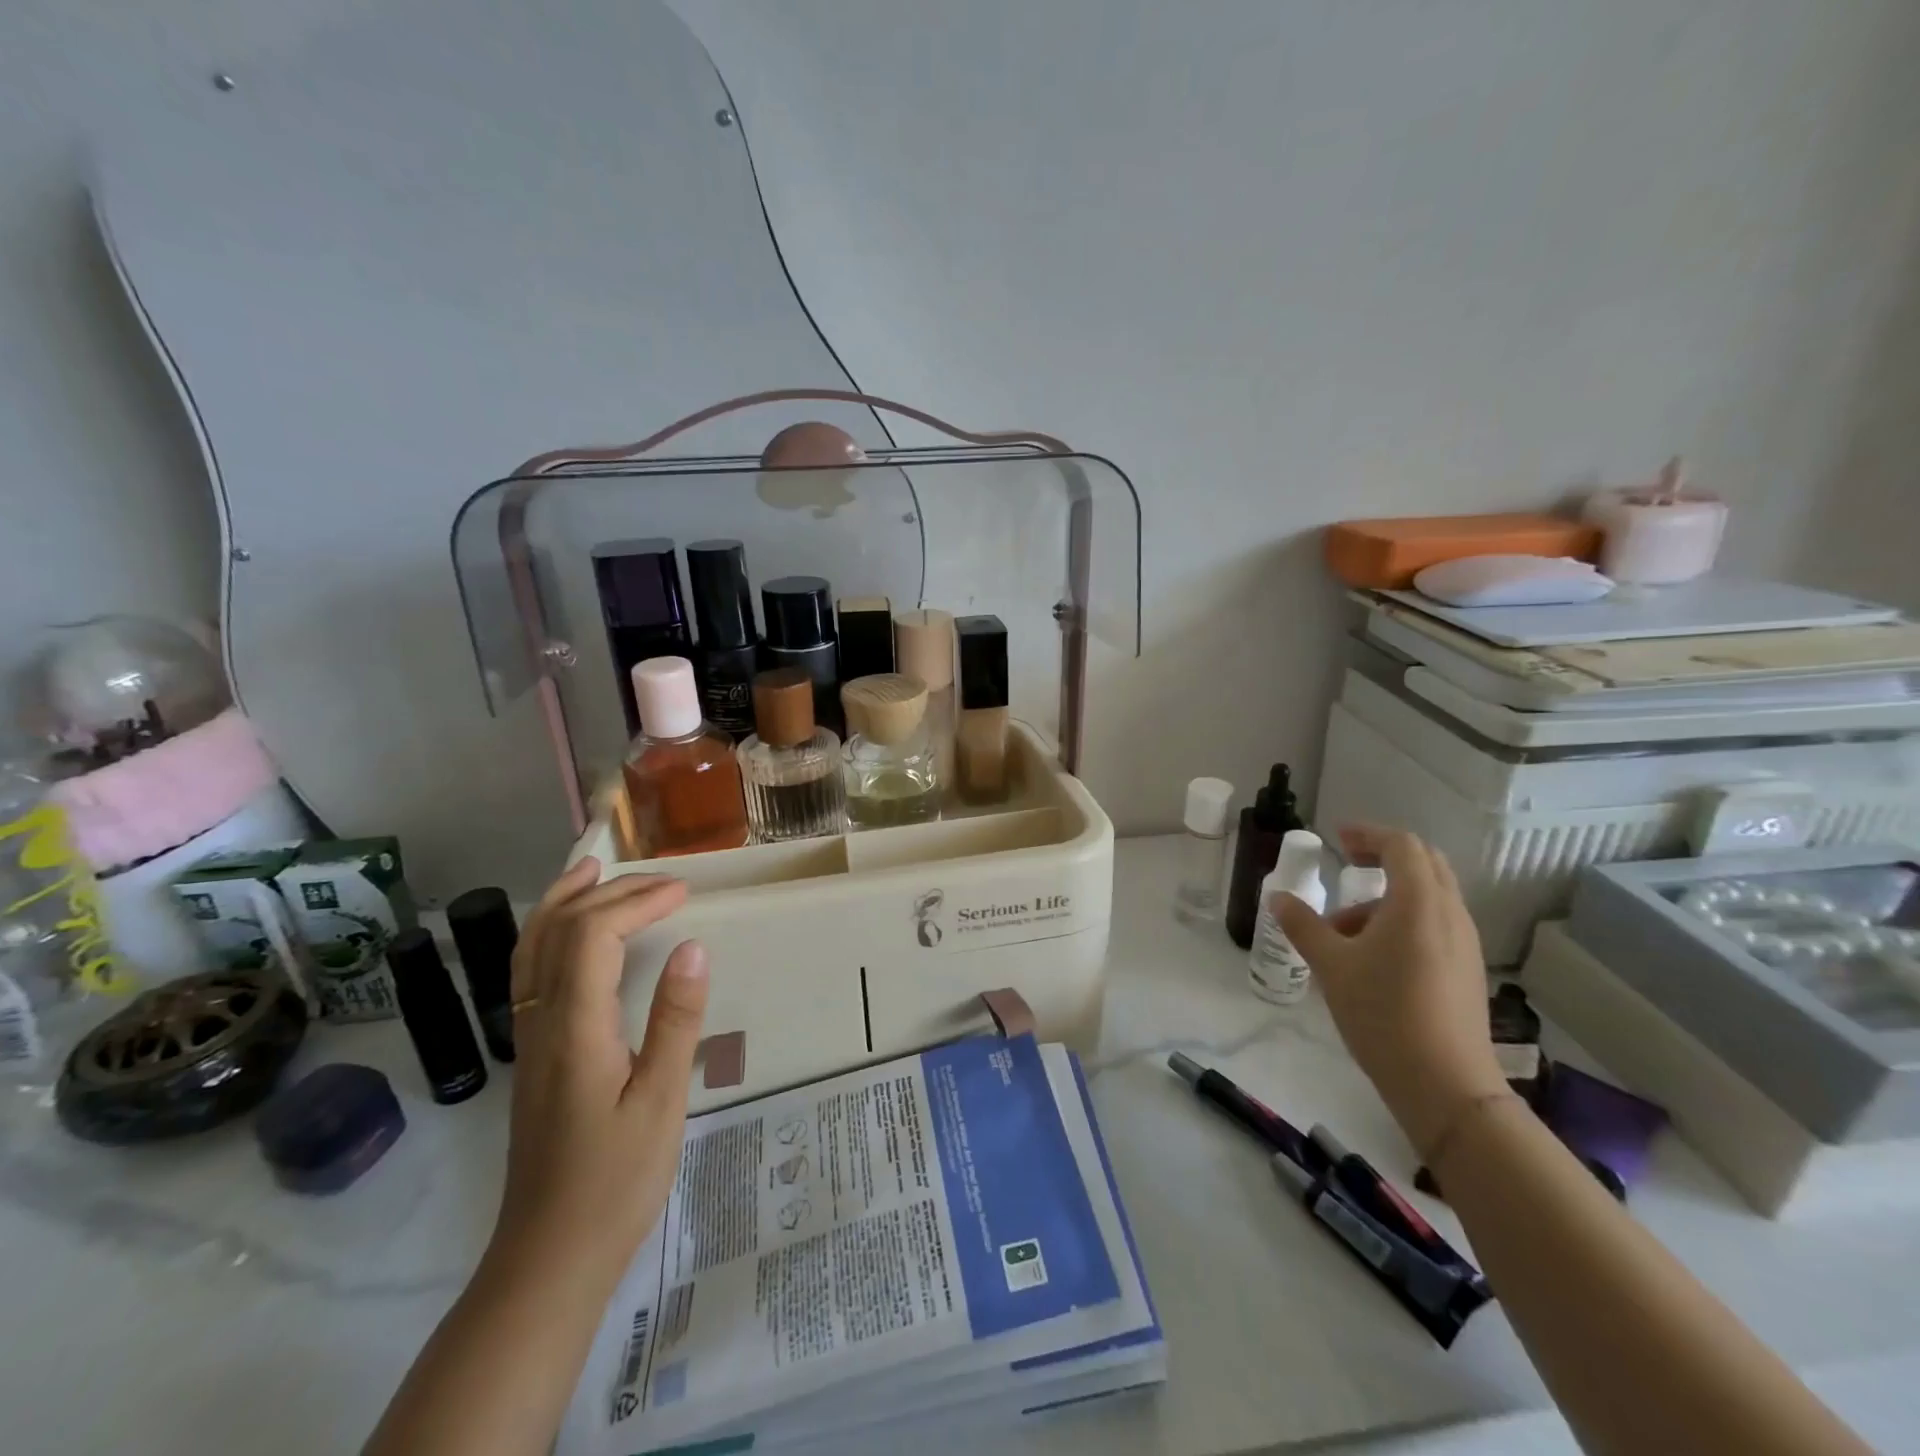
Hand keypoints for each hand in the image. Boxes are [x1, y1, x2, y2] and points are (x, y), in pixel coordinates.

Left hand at [488, 857, 707, 1287]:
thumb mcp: (662, 1101)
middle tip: (662, 881)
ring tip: (591, 871)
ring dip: (562, 903)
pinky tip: (572, 937)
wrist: (549, 1257)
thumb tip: (692, 947)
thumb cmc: (615, 1181)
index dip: (637, 903)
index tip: (684, 894)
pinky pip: (531, 975)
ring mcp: (530, 1039)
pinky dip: (549, 936)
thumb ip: (675, 1020)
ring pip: (531, 951)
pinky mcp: (534, 1055)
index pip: (594, 937)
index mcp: (576, 1029)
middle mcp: (542, 1023)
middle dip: (610, 893)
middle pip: (560, 932)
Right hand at [1274, 826, 1507, 1157]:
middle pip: (1425, 863)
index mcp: (1418, 902)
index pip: (1401, 845)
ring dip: (1389, 894)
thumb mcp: (1331, 966)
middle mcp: (1450, 913)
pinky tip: (1373, 956)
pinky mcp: (1466, 969)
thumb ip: (1302, 925)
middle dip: (1385, 855)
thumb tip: (1279, 898)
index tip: (1337, 838)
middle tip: (1349, 862)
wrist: (1445, 1085)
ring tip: (1345, 928)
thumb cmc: (1382, 1014)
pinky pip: (1436, 923)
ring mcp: (1465, 943)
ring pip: (1430, 895)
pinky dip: (1404, 919)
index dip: (1368, 834)